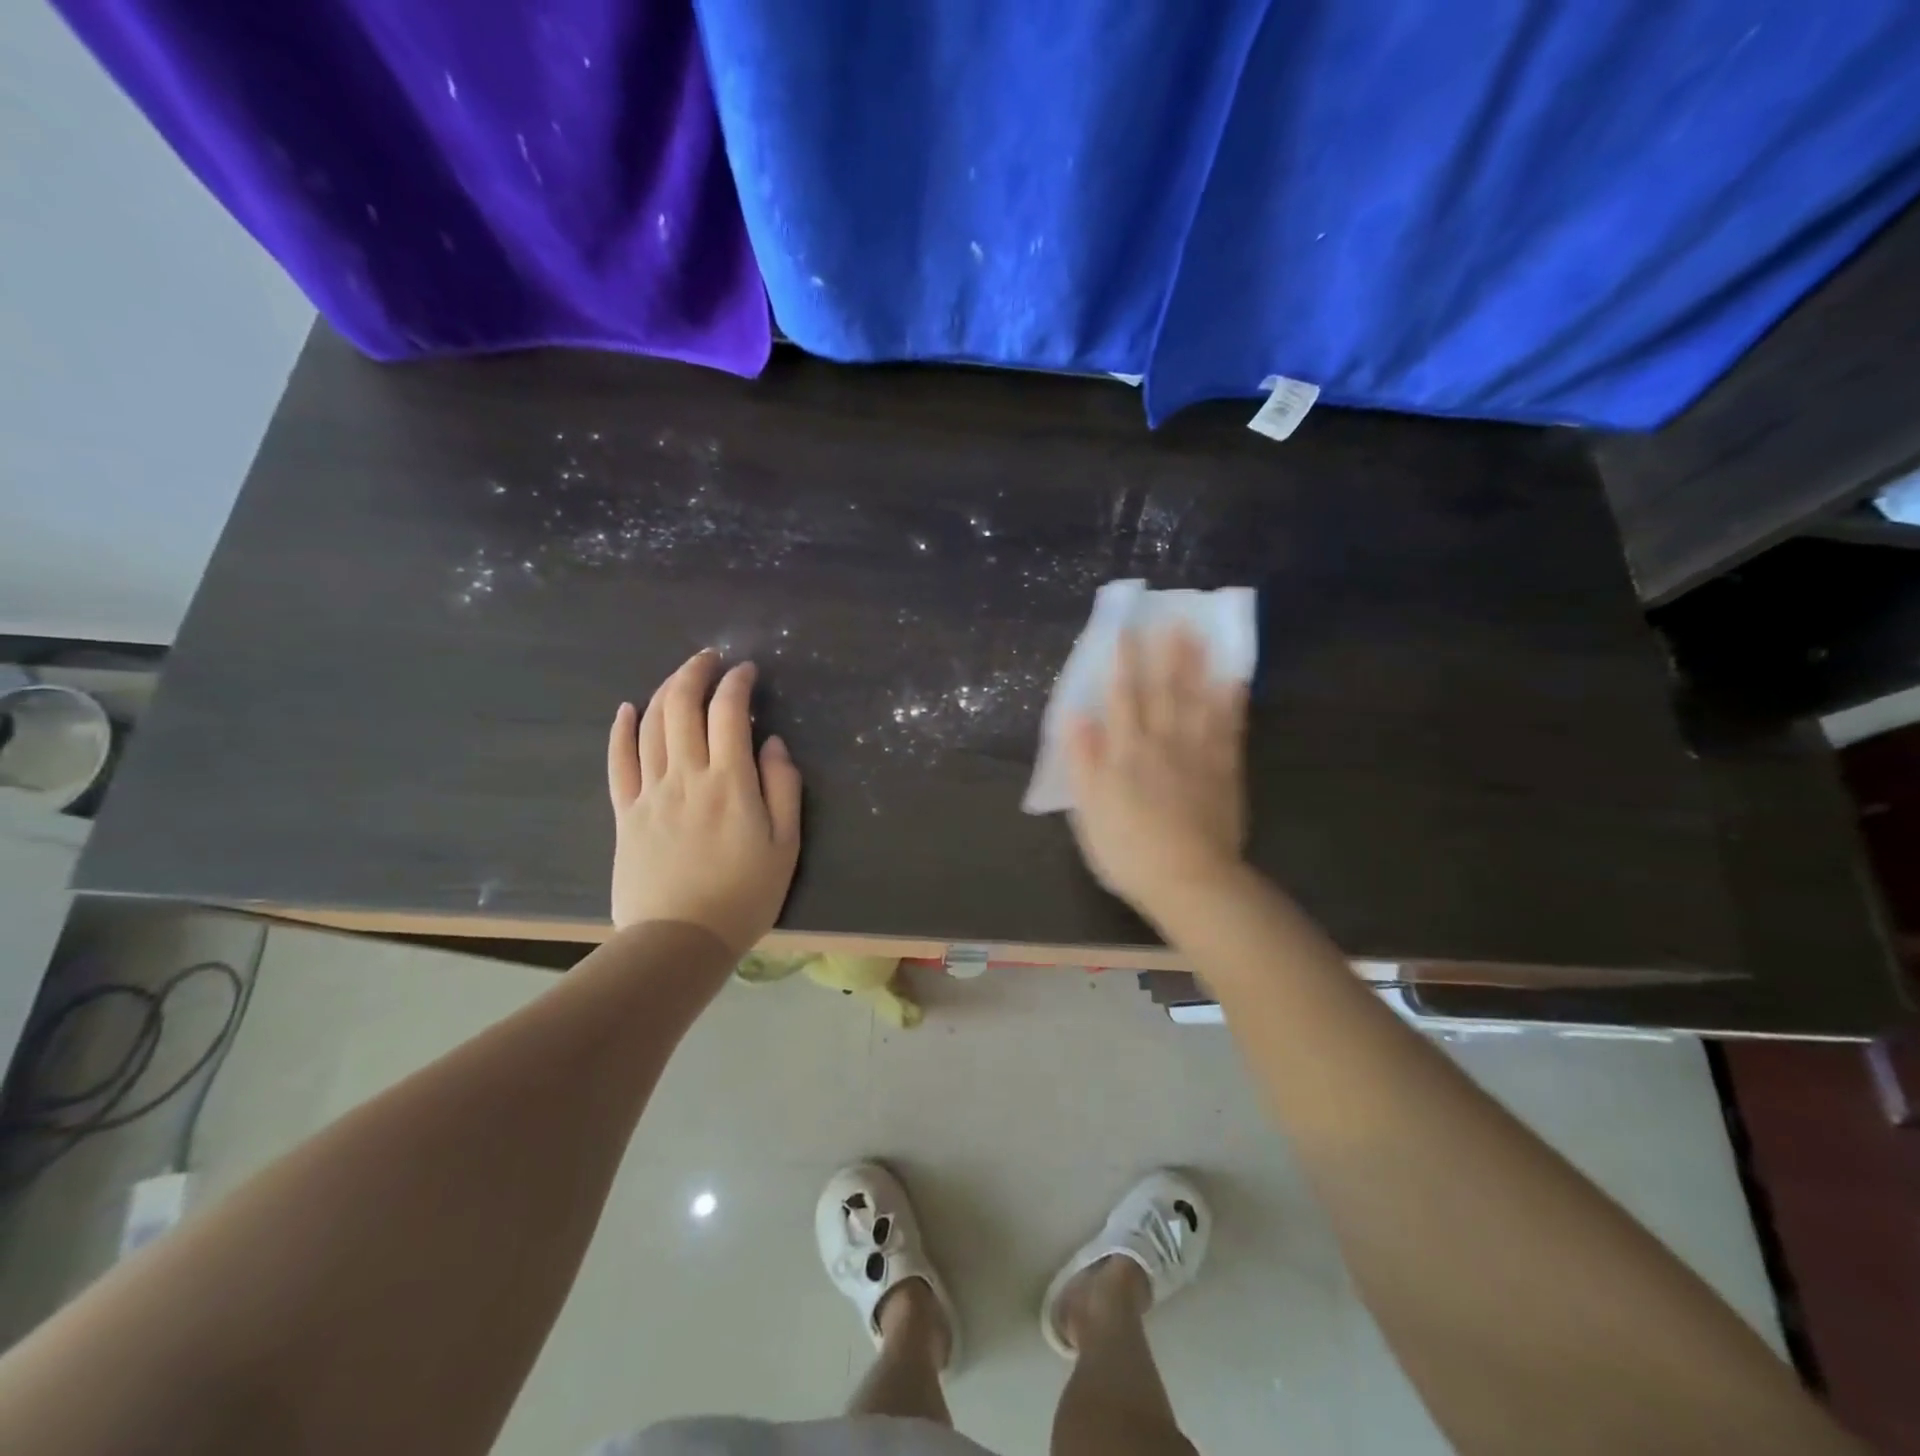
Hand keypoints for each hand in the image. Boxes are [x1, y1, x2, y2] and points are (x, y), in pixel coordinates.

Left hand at [606, 650, 801, 953]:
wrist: (680, 941)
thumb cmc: (743, 896)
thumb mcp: (785, 845)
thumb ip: (783, 789)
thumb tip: (772, 744)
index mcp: (729, 782)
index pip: (729, 712)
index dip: (737, 682)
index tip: (747, 671)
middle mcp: (686, 776)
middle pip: (682, 706)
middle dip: (696, 672)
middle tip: (711, 659)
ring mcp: (650, 792)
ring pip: (651, 726)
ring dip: (665, 691)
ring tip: (681, 677)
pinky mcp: (625, 813)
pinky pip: (618, 762)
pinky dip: (621, 730)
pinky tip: (627, 710)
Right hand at [1065, 626, 1248, 922]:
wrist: (1188, 880)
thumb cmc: (1128, 851)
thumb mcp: (1089, 810)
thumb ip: (1082, 761)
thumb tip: (1075, 715)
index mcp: (1125, 753)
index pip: (1121, 698)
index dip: (1121, 663)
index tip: (1124, 630)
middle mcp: (1162, 743)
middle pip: (1163, 690)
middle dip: (1164, 653)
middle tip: (1172, 616)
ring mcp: (1197, 754)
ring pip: (1197, 700)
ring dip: (1198, 666)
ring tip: (1201, 634)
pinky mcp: (1224, 770)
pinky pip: (1229, 728)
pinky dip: (1232, 702)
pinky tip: (1234, 679)